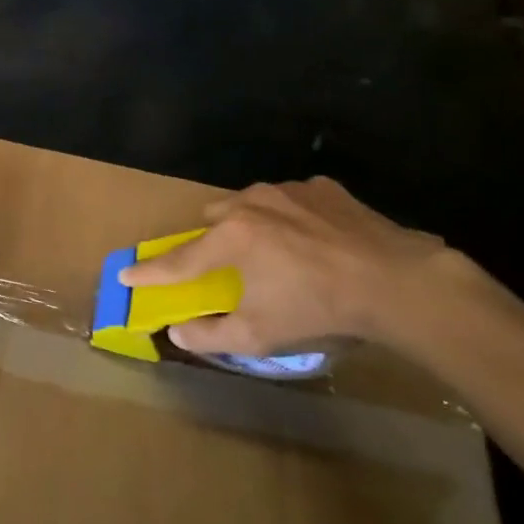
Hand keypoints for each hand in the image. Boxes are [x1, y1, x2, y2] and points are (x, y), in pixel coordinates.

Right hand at [119, 178, 452, 354]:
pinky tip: (313, 241)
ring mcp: (289, 190)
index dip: (148, 272)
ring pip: (250, 203)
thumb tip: (177, 332)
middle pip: (212, 218)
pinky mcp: (323, 188)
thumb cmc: (319, 309)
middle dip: (210, 240)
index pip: (177, 260)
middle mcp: (251, 203)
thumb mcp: (260, 335)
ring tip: (275, 252)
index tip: (124, 274)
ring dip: (249, 225)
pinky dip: (290, 218)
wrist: (398, 283)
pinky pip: (291, 199)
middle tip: (225, 266)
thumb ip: (211, 335)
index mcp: (230, 238)